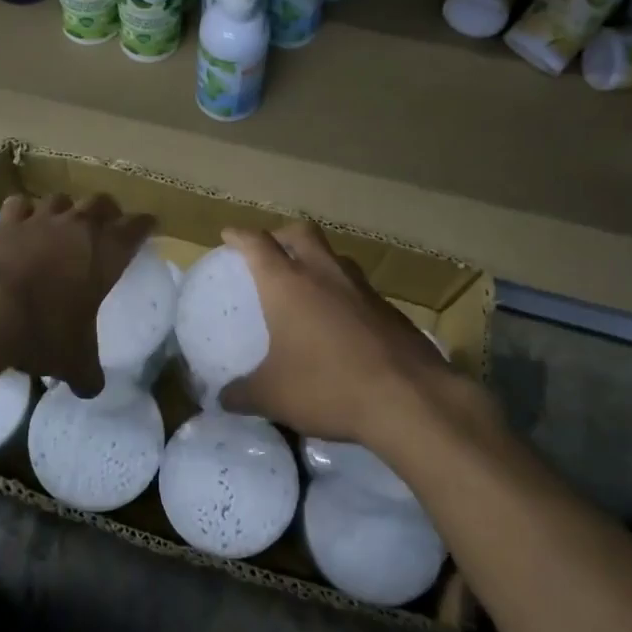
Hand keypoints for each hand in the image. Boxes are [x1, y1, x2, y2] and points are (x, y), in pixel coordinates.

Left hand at [0, 193, 152, 397]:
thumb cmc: (41, 330)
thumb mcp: (72, 360)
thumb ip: (86, 373)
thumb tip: (91, 390)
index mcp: (105, 253)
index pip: (136, 228)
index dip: (145, 225)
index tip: (149, 225)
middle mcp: (76, 228)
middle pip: (100, 203)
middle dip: (108, 211)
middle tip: (109, 224)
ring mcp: (38, 221)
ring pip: (60, 199)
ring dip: (67, 208)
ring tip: (64, 222)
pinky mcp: (3, 224)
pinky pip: (19, 205)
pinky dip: (24, 211)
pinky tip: (21, 222)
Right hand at [218, 222, 499, 453]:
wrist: (409, 398)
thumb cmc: (327, 386)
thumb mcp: (273, 396)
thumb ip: (242, 394)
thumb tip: (222, 398)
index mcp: (288, 283)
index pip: (258, 244)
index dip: (240, 236)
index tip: (229, 235)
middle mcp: (324, 273)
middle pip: (301, 232)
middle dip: (282, 235)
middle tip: (271, 250)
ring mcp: (362, 288)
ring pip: (335, 256)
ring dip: (318, 260)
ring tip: (309, 283)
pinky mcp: (390, 309)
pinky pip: (359, 287)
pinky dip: (344, 292)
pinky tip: (343, 321)